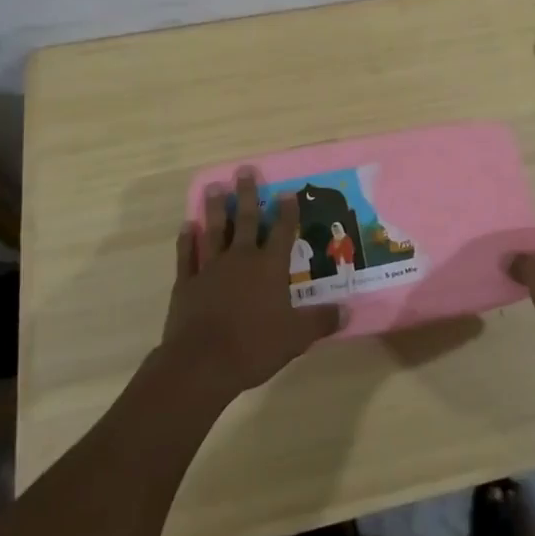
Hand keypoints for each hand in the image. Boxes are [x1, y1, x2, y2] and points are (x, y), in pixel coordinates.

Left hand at [159, 170, 343, 402]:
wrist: (201, 364)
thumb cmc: (253, 347)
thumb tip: (348, 311)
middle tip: (244, 170)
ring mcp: (210, 269)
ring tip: (213, 186)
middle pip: (246, 221)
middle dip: (247, 194)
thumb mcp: (295, 338)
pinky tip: (186, 226)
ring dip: (215, 208)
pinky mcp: (186, 283)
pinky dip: (186, 240)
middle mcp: (241, 259)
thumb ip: (320, 321)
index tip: (287, 192)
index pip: (283, 233)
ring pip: (214, 230)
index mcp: (269, 268)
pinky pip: (186, 256)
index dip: (287, 212)